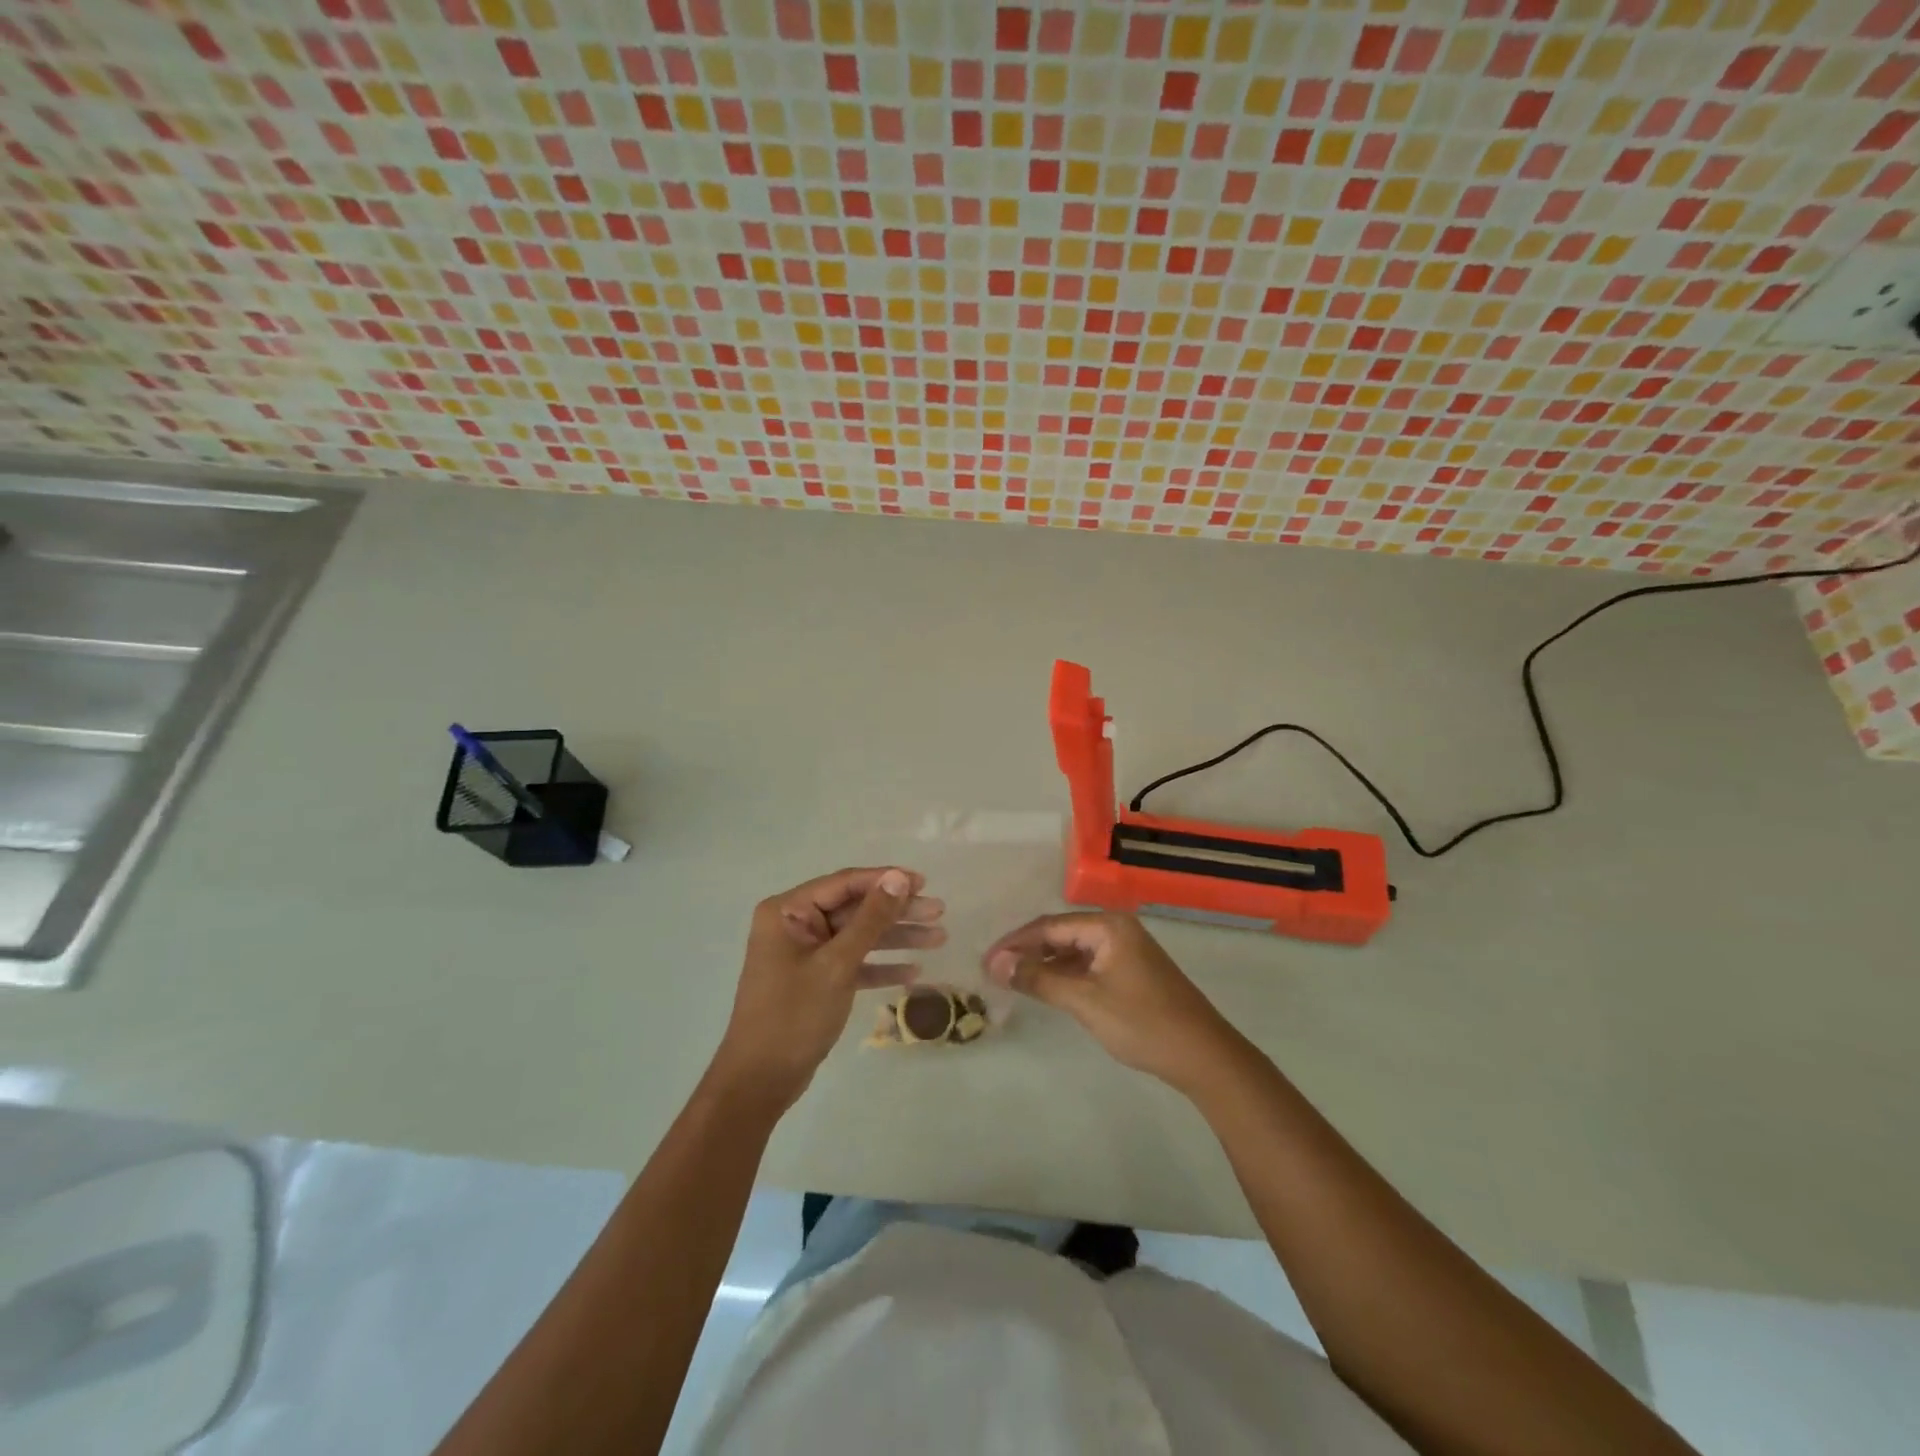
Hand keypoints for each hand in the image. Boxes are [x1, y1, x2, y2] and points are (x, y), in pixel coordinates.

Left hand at [711, 867, 944, 1111]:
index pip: (845, 883)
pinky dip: (880, 966)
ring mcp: (806, 953)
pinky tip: (913, 972)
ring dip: (897, 938)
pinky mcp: (816, 980)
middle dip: (897, 911)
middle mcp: (795, 925)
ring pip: (859, 936)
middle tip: (939, 911)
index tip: (924, 882)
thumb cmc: (794, 1015)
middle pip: (855, 909)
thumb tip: (898, 878)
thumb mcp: (837, 964)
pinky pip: (853, 963)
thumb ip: (870, 919)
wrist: (760, 1081)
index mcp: (788, 911)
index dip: (886, 880)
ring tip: (939, 938)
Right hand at [984, 912, 1238, 1091]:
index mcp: (1108, 926)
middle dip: (1027, 951)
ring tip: (1014, 980)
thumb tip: (996, 963)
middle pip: (1061, 933)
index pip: (1049, 926)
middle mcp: (1117, 928)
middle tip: (995, 972)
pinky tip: (1048, 988)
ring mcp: (1127, 950)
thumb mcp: (1085, 1001)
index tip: (986, 962)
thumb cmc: (1143, 1023)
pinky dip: (1065, 974)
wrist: (1204, 1056)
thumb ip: (1039, 979)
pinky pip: (1089, 964)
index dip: (1015, 943)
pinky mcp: (1132, 971)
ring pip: (1074, 950)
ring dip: (1045, 963)